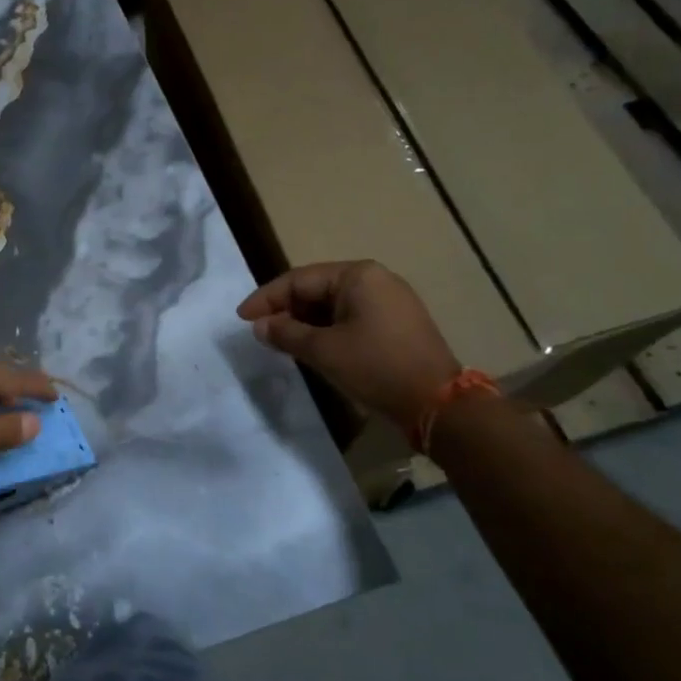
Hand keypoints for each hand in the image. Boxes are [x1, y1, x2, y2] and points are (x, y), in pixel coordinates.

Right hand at [237, 261, 461, 429]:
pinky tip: (310, 347)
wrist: (438, 404)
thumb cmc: (376, 367)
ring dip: (304, 322)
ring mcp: (389, 301)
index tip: (242, 318)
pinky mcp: (396, 324)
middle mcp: (375, 280)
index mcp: (358, 275)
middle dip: (285, 310)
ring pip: (332, 305)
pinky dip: (326, 330)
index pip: (299, 279)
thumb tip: (259, 326)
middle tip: (260, 331)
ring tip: (280, 341)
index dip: (266, 298)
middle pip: (316, 289)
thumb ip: (286, 333)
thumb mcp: (324, 350)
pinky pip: (350, 317)